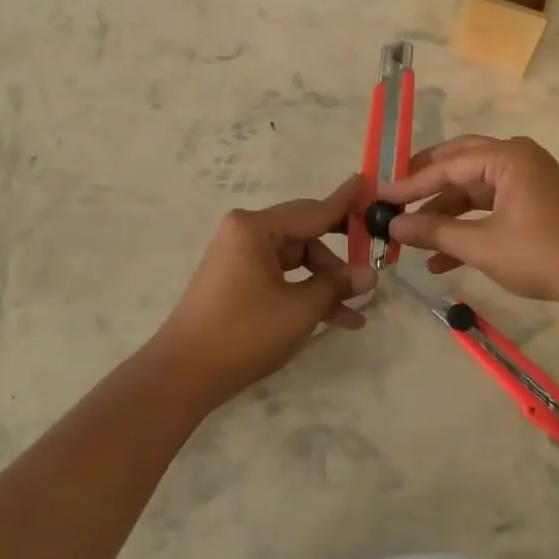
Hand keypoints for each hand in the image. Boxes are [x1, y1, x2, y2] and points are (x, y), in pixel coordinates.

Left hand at [152, 176, 376, 410]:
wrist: (182, 375)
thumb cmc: (244, 333)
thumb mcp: (300, 309)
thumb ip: (336, 285)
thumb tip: (369, 275)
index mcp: (256, 227)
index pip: (313, 210)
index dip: (346, 202)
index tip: (370, 183)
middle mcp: (246, 233)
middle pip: (305, 234)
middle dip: (340, 255)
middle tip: (375, 257)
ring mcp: (240, 257)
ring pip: (296, 259)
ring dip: (325, 283)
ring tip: (357, 310)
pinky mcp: (237, 280)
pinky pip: (281, 277)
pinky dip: (304, 293)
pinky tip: (337, 319)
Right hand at [378, 136, 558, 307]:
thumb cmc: (541, 254)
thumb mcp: (482, 245)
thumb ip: (435, 232)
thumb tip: (394, 226)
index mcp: (508, 157)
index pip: (448, 165)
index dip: (410, 183)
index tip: (379, 196)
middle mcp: (517, 159)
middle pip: (459, 166)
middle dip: (425, 187)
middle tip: (392, 199)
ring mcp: (527, 181)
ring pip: (473, 190)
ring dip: (444, 214)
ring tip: (411, 238)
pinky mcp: (533, 204)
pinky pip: (490, 207)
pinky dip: (467, 227)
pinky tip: (440, 259)